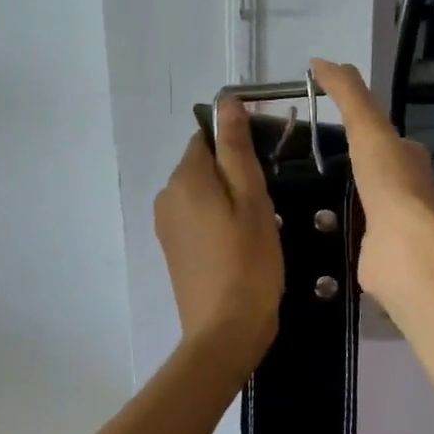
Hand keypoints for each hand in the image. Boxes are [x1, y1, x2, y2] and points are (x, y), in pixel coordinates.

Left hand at [153, 95, 284, 363]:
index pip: (206, 138)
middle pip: (202, 165)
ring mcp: (165, 225)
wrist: (224, 332)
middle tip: (268, 201)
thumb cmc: (248, 261)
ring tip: (258, 225)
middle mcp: (166, 195)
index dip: (237, 144)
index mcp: (185, 177)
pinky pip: (195, 218)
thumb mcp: (252, 199)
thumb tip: (226, 102)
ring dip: (227, 198)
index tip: (267, 167)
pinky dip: (216, 220)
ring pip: (200, 193)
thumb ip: (237, 149)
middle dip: (233, 174)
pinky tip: (239, 244)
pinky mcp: (172, 249)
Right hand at [309, 58, 433, 307]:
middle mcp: (401, 191)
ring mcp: (387, 226)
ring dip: (327, 204)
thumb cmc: (391, 183)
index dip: (356, 127)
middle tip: (291, 164)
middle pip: (366, 173)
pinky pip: (342, 240)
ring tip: (285, 198)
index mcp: (407, 158)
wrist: (406, 250)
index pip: (380, 136)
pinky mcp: (370, 256)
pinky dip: (324, 236)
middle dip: (337, 169)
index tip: (316, 127)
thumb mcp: (368, 127)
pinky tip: (298, 233)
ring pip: (353, 207)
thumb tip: (320, 60)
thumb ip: (348, 94)